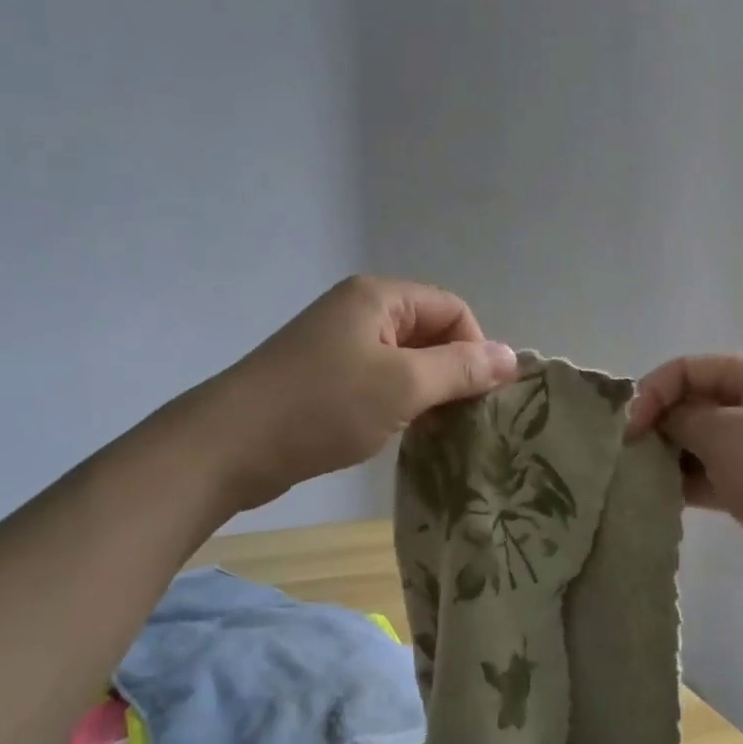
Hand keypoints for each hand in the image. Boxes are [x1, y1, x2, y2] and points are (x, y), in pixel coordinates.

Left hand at [183, 276, 517, 512]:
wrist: (230, 445)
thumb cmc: (322, 407)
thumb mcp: (402, 385)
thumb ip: (460, 369)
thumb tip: (512, 356)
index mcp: (378, 297)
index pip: (452, 309)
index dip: (475, 348)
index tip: (480, 399)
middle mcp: (357, 311)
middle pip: (428, 333)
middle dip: (451, 372)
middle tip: (462, 420)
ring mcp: (335, 345)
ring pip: (402, 361)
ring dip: (425, 392)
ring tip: (433, 431)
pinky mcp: (321, 379)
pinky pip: (376, 382)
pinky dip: (395, 404)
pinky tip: (396, 434)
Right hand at [625, 354, 742, 614]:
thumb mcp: (726, 433)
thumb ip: (680, 418)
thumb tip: (653, 420)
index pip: (689, 369)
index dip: (653, 392)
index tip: (629, 429)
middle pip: (692, 404)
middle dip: (657, 425)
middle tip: (626, 454)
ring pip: (697, 443)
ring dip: (667, 457)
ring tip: (635, 477)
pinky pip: (707, 477)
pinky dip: (682, 484)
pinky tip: (656, 497)